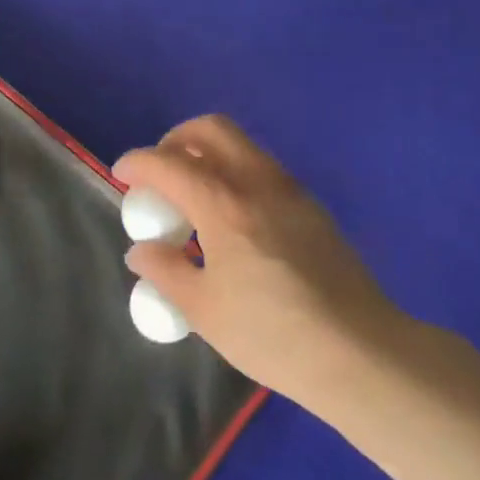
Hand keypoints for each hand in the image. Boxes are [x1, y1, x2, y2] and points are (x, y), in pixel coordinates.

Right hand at [114, 115, 402, 406]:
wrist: (358, 350)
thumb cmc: (272, 334)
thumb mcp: (204, 310)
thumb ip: (166, 271)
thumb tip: (141, 251)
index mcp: (225, 204)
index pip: (169, 163)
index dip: (138, 163)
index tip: (121, 175)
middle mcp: (258, 182)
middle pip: (212, 129)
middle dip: (176, 140)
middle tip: (160, 173)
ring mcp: (291, 190)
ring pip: (242, 145)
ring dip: (209, 154)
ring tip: (194, 198)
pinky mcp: (312, 206)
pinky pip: (263, 169)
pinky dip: (236, 173)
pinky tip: (232, 219)